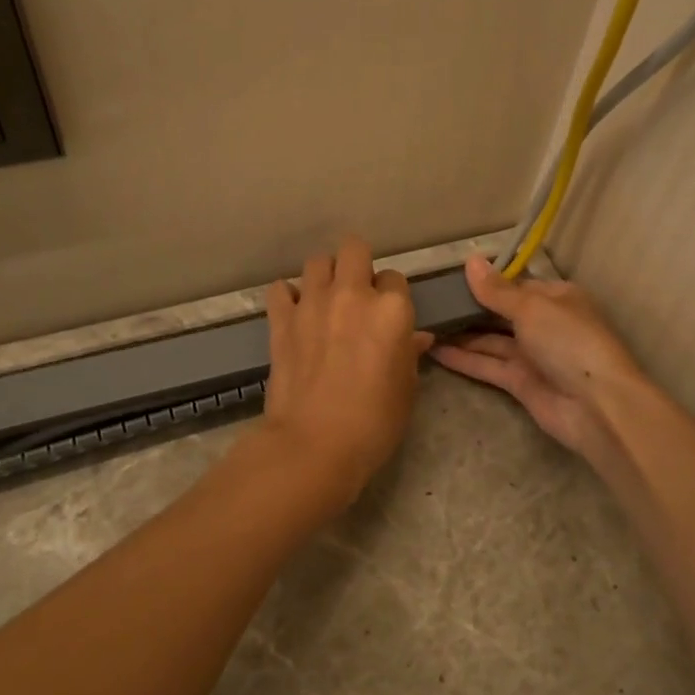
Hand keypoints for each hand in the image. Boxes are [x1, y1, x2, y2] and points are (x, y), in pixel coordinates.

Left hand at [259, 236, 435, 504]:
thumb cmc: (374, 423)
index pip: (395, 278)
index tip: (387, 316)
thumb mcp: (406, 389)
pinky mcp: (281, 320)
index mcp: (392, 309)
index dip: (392, 296)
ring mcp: (312, 303)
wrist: (315, 445)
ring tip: (325, 301)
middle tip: (357, 295)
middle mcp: (352, 294)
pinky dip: (287, 296)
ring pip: (316, 261)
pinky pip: (279, 289)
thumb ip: (409, 353)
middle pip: (354, 249)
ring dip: (324, 276)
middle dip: (358, 265)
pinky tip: (294, 313)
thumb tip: (415, 338)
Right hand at [430, 255, 647, 459]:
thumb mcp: (532, 308)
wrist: (596, 406)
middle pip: (501, 313)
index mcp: (556, 298)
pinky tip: (434, 350)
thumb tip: (471, 260)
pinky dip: (463, 358)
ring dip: (461, 334)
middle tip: (430, 302)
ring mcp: (532, 355)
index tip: (450, 279)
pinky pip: (487, 365)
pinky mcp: (520, 383)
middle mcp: (544, 324)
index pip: (516, 285)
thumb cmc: (569, 342)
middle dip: (470, 308)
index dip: (485, 283)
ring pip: (491, 340)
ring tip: (425, 324)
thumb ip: (496, 290)